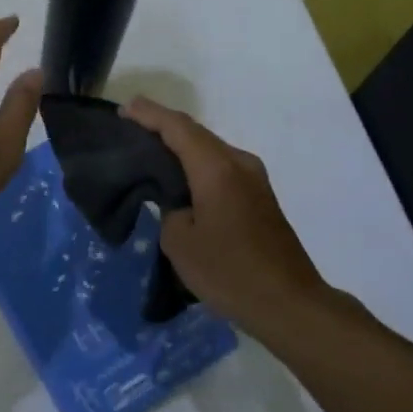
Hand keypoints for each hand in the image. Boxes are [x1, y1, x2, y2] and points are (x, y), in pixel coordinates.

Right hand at [123, 96, 336, 335]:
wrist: (288, 302)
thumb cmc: (229, 271)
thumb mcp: (180, 242)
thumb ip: (169, 211)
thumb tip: (178, 204)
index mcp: (216, 168)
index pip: (177, 128)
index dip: (149, 114)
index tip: (123, 108)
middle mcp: (239, 163)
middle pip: (196, 134)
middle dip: (163, 127)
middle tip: (130, 126)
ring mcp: (254, 180)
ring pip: (210, 151)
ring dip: (181, 147)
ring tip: (150, 151)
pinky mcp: (260, 198)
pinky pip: (221, 168)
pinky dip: (196, 165)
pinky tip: (180, 179)